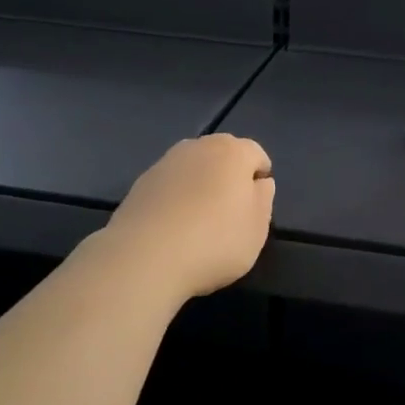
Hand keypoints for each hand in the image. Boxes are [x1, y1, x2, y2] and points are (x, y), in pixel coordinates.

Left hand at [103, 135, 274, 296]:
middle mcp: (198, 147)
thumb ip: (264, 199)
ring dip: (201, 184)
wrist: (145, 257)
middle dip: (230, 176)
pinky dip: (177, 197)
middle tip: (231, 211)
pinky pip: (170, 184)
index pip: (256, 154)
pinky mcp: (141, 183)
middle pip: (222, 155)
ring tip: (201, 219)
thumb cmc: (214, 241)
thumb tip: (259, 182)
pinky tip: (174, 226)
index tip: (257, 205)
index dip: (261, 177)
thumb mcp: (257, 228)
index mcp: (233, 152)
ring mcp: (165, 163)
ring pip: (193, 167)